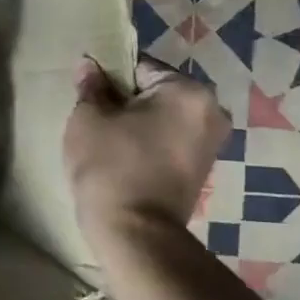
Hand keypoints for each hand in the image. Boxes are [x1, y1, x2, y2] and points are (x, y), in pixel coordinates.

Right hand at [64, 57, 230, 234]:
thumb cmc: (111, 166)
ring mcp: (211, 142)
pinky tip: (123, 158)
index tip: (88, 95)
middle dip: (125, 100)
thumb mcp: (89, 118)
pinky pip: (169, 139)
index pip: (139, 66)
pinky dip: (148, 142)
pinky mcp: (202, 169)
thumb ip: (91, 86)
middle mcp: (211, 111)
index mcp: (187, 91)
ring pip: (162, 116)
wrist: (134, 234)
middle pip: (155, 91)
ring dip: (136, 122)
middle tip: (94, 118)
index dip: (108, 76)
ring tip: (106, 141)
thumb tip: (90, 65)